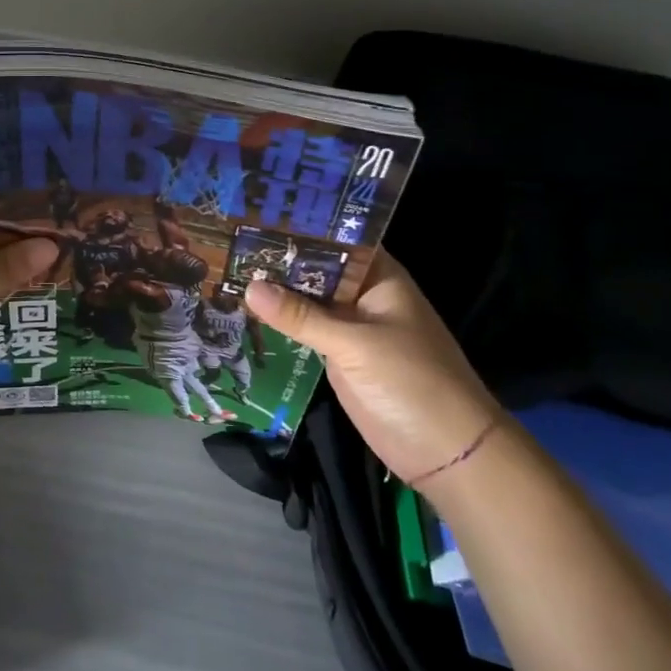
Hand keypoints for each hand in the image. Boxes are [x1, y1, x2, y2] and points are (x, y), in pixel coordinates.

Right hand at [244, 252, 503, 488]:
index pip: (332, 239)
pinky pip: (305, 331)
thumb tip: (248, 286)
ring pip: (306, 300)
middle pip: (314, 269)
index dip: (295, 228)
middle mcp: (362, 293)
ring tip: (220, 269)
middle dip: (276, 260)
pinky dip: (280, 323)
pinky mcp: (340, 356)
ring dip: (273, 292)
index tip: (249, 215)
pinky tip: (242, 311)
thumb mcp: (355, 345)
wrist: (449, 455)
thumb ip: (301, 316)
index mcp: (378, 276)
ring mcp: (350, 326)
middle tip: (223, 242)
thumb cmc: (412, 383)